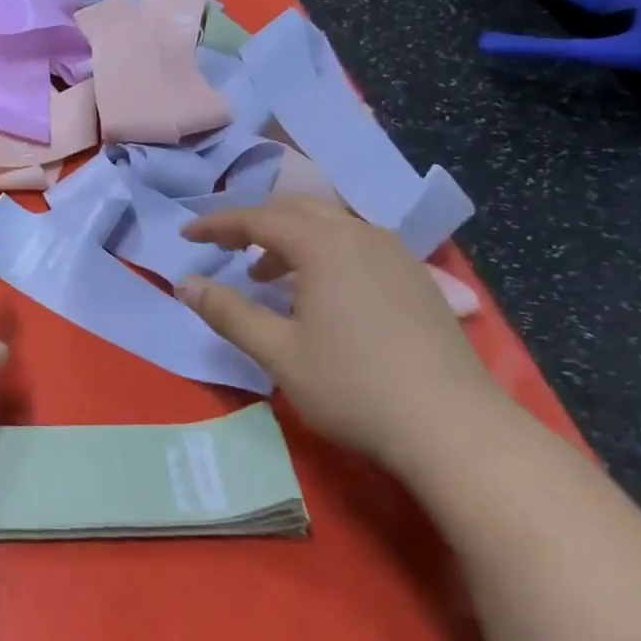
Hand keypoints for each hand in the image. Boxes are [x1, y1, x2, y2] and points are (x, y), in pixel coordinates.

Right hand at [177, 197, 517, 473]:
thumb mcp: (278, 352)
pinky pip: (357, 244)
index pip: (258, 218)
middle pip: (296, 209)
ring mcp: (396, 255)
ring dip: (290, 238)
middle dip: (255, 223)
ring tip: (266, 275)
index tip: (187, 234)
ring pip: (331, 225)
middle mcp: (361, 235)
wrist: (456, 430)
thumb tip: (184, 283)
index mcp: (324, 245)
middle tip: (224, 246)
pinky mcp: (417, 279)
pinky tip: (320, 291)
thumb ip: (227, 312)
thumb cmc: (354, 387)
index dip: (218, 224)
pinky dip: (324, 251)